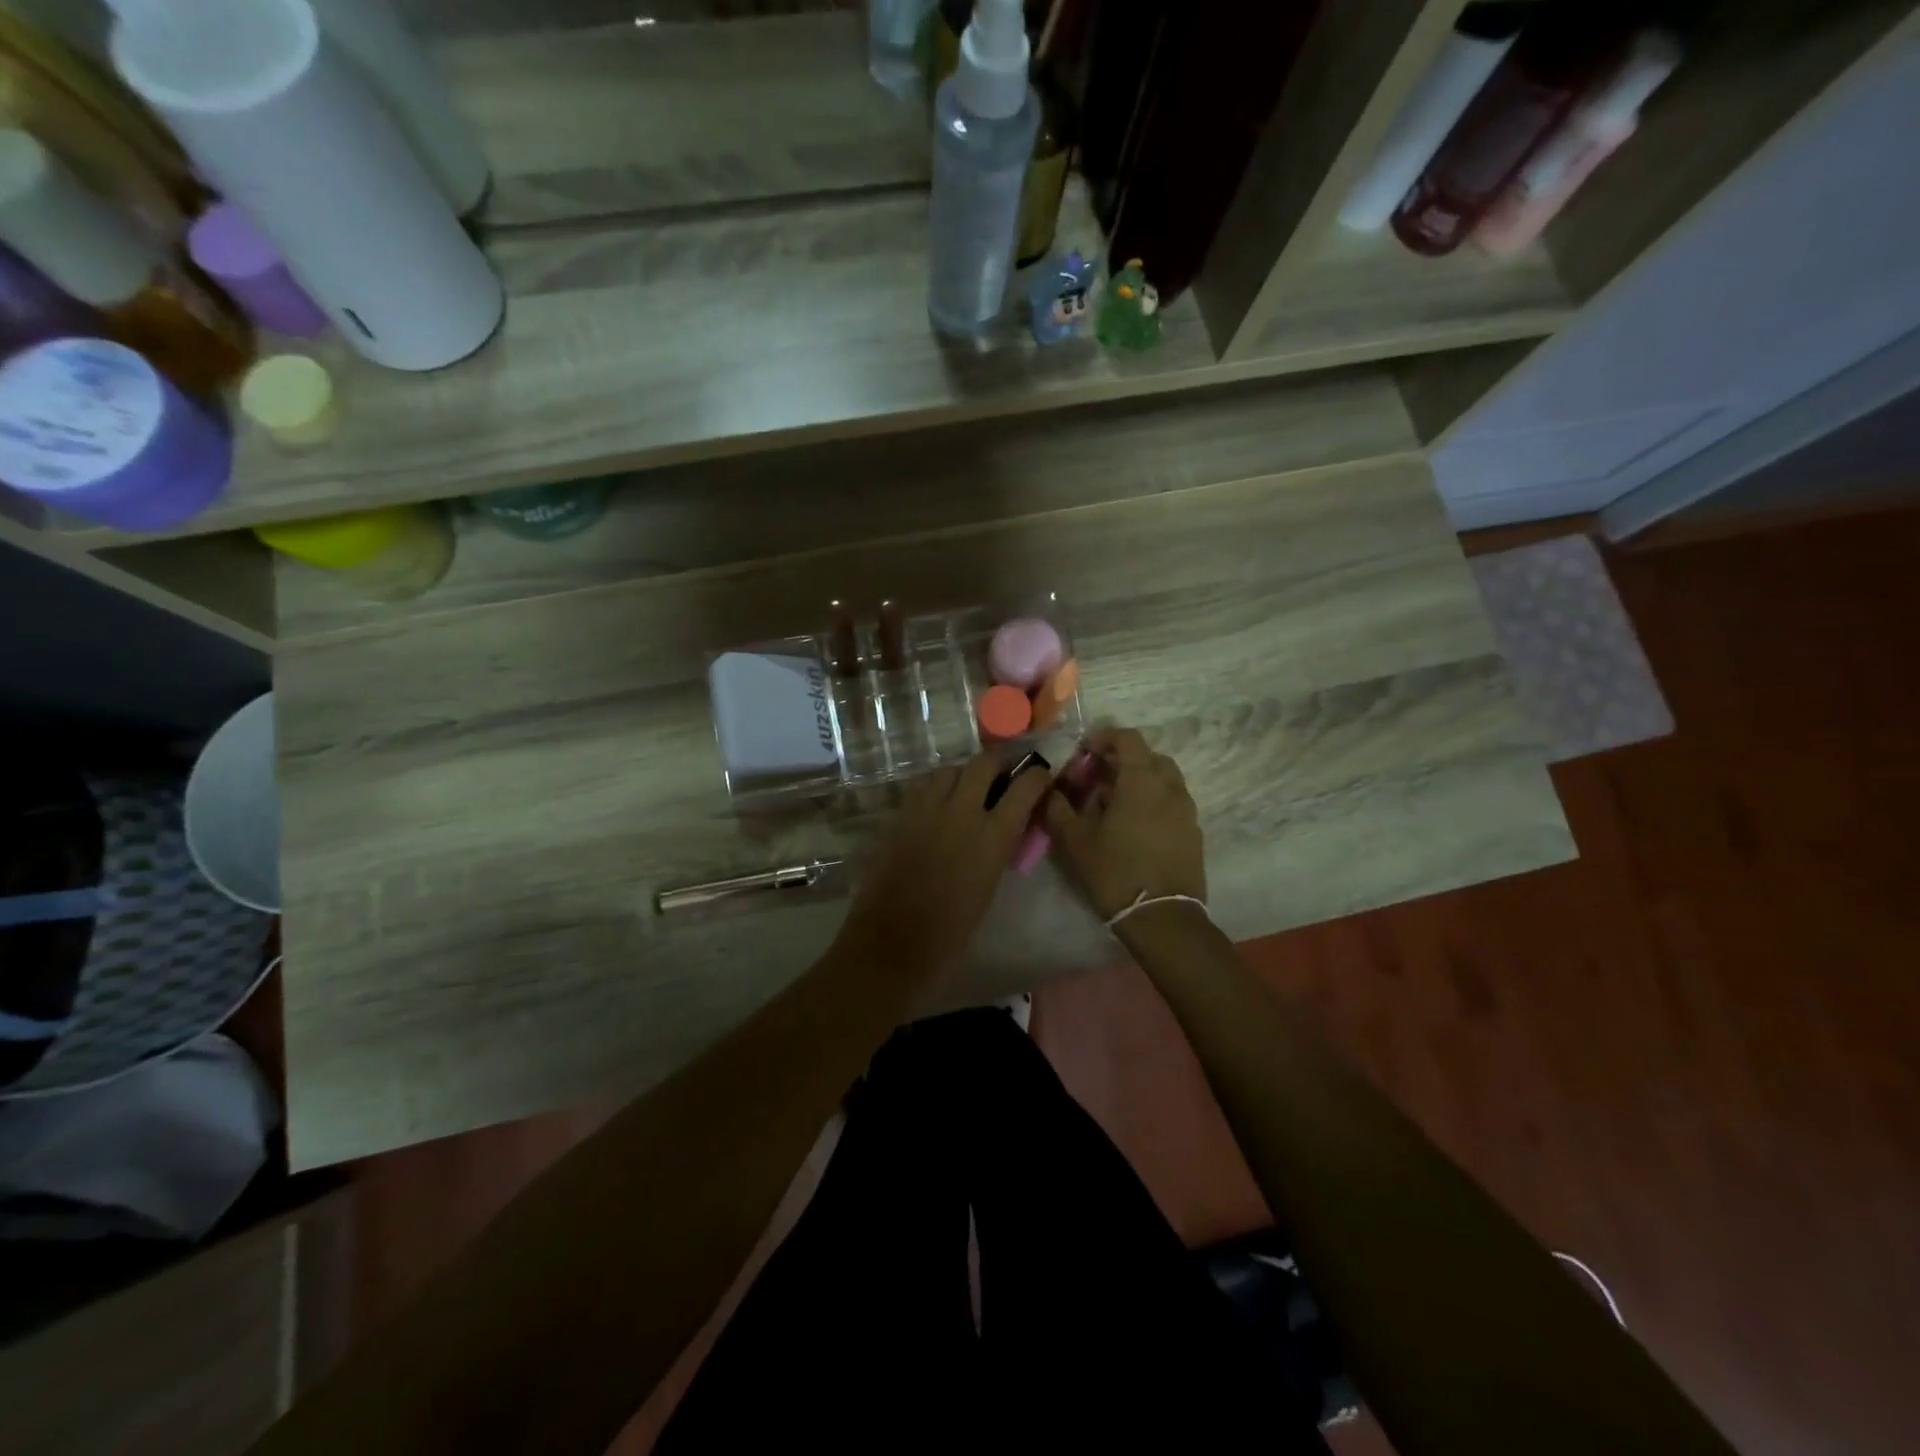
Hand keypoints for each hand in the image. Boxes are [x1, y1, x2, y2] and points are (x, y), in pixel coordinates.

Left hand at [835, 751, 1050, 980]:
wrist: (893, 941)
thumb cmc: (951, 929)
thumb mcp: (990, 886)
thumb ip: (1000, 848)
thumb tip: (1006, 828)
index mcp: (992, 836)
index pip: (1025, 787)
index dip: (1037, 776)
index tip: (1041, 777)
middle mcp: (962, 812)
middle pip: (984, 763)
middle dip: (999, 763)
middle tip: (1004, 775)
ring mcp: (927, 809)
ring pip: (950, 769)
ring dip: (965, 773)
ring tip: (969, 788)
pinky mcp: (902, 815)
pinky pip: (924, 785)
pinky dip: (937, 785)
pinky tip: (940, 801)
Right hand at [1043, 728, 1205, 920]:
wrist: (1162, 918)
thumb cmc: (1115, 872)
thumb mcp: (1074, 840)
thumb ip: (1058, 807)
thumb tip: (1049, 789)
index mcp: (1142, 781)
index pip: (1128, 738)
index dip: (1105, 738)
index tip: (1084, 753)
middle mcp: (1170, 788)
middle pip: (1149, 757)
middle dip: (1123, 760)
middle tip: (1098, 778)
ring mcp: (1187, 811)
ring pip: (1164, 780)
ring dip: (1140, 781)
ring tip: (1115, 804)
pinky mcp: (1193, 833)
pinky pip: (1172, 803)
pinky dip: (1154, 802)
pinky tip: (1134, 828)